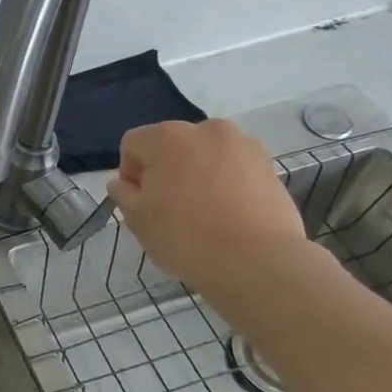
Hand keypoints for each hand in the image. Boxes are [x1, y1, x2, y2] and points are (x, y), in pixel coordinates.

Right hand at [107, 120, 308, 288]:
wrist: (256, 261)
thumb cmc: (184, 236)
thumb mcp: (136, 218)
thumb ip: (123, 193)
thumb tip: (123, 183)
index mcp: (167, 136)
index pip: (133, 144)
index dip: (130, 173)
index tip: (139, 201)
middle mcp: (206, 130)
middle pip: (172, 145)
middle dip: (165, 170)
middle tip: (169, 207)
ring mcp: (243, 145)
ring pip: (205, 155)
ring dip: (197, 173)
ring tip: (202, 210)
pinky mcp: (269, 166)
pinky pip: (234, 168)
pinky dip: (225, 182)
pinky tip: (227, 213)